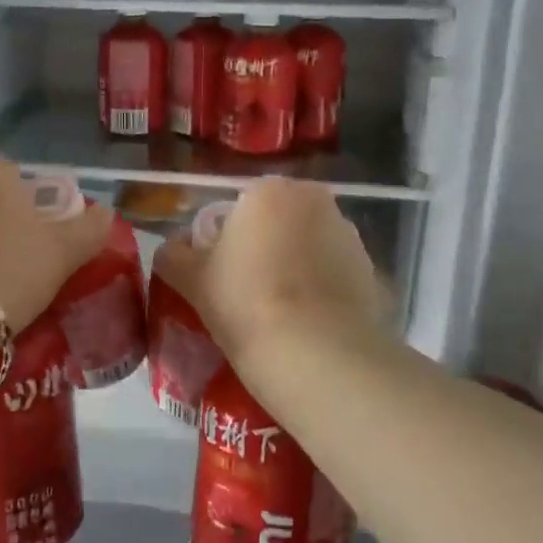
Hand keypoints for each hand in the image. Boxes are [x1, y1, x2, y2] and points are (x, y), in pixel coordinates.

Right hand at [153, 179, 389, 369]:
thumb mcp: (192, 279)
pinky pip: (333, 273)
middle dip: (265, 246)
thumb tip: (172, 248)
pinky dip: (321, 288)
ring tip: (279, 311)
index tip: (221, 273)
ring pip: (309, 245)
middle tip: (247, 290)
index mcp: (269, 191)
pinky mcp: (371, 270)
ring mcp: (348, 234)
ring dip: (295, 265)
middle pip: (279, 221)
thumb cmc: (244, 302)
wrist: (315, 352)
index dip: (227, 239)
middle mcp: (315, 200)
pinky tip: (307, 322)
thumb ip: (174, 255)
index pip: (240, 206)